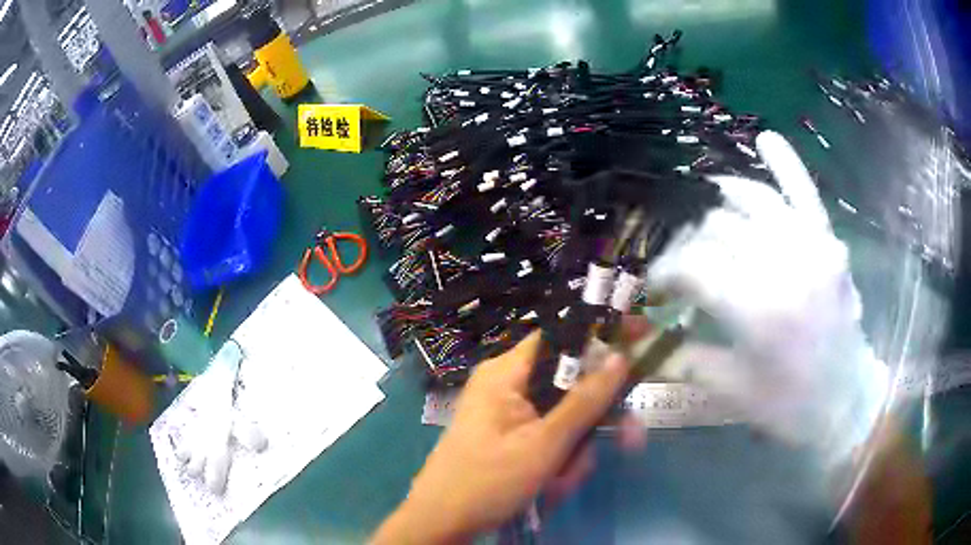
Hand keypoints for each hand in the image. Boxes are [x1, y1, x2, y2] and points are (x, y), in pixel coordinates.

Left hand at [372, 330, 632, 543]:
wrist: (441, 522)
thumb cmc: (487, 481)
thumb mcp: (544, 444)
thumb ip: (585, 401)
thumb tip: (620, 357)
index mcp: (507, 372)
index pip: (562, 334)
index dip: (603, 333)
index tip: (643, 336)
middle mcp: (508, 384)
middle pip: (571, 383)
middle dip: (595, 420)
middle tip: (628, 441)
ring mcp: (508, 412)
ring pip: (565, 417)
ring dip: (575, 451)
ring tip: (560, 483)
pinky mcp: (510, 435)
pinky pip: (549, 436)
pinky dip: (559, 460)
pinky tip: (550, 486)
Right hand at [649, 131, 888, 464]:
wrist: (846, 400)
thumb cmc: (789, 405)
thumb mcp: (732, 392)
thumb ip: (687, 359)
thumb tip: (642, 342)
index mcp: (757, 312)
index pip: (695, 267)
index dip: (665, 271)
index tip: (653, 284)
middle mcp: (784, 267)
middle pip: (721, 229)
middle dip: (690, 242)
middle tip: (681, 264)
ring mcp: (811, 248)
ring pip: (755, 201)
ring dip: (722, 201)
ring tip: (704, 209)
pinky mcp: (828, 244)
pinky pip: (806, 195)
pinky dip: (787, 165)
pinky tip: (766, 138)